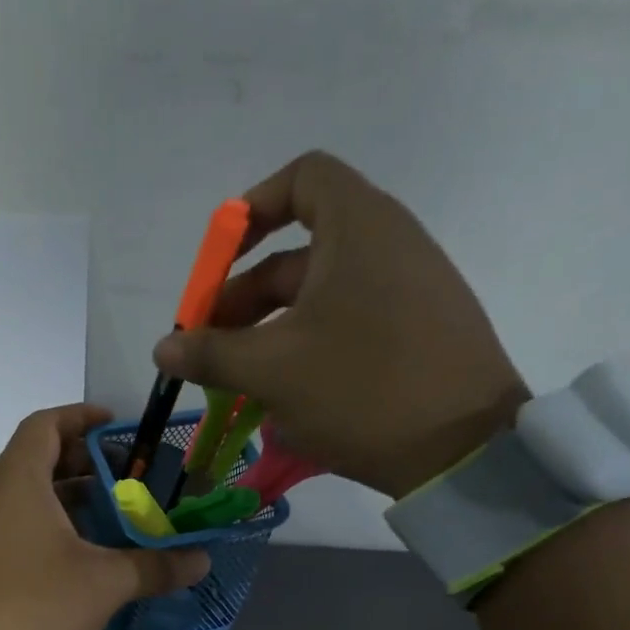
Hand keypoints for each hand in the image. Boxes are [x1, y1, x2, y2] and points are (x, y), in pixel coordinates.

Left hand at [0, 405, 209, 629]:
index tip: (116, 425)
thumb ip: (153, 568)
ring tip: (113, 527)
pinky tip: (77, 568)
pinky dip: (48, 536)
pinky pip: (14, 535)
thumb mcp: (100, 586)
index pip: (46, 424)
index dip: (81, 416)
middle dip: (86, 468)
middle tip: (130, 484)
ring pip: (27, 504)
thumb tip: (201, 560)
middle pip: (39, 463)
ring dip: (70, 507)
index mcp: (18, 481)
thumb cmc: (26, 606)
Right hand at [152, 151, 528, 500]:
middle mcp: (391, 244)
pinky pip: (352, 323)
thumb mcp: (273, 371)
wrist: (466, 450)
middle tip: (209, 344)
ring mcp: (412, 290)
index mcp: (360, 228)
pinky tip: (288, 395)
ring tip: (240, 379)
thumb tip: (163, 349)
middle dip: (244, 295)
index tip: (219, 259)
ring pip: (323, 295)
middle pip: (301, 250)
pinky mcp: (421, 332)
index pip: (303, 179)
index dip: (253, 209)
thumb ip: (211, 353)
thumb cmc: (362, 389)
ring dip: (272, 328)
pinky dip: (311, 345)